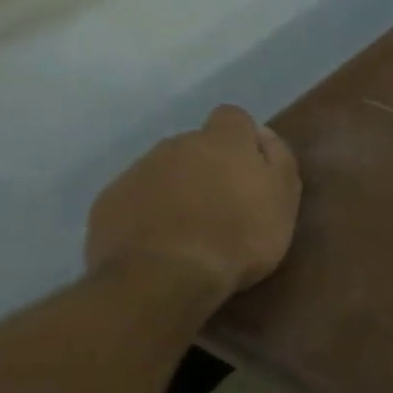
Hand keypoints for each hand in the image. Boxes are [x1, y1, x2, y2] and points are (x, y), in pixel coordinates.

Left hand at [84, 105, 301, 308]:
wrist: (165, 275)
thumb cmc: (240, 236)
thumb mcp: (283, 199)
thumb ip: (279, 160)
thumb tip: (264, 133)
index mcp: (223, 141)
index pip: (233, 117)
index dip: (244, 139)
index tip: (253, 169)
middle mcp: (176, 145)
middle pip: (196, 145)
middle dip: (210, 166)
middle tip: (226, 205)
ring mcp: (138, 171)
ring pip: (165, 170)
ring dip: (180, 188)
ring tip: (193, 228)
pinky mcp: (109, 201)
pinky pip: (136, 197)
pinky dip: (150, 211)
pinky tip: (163, 241)